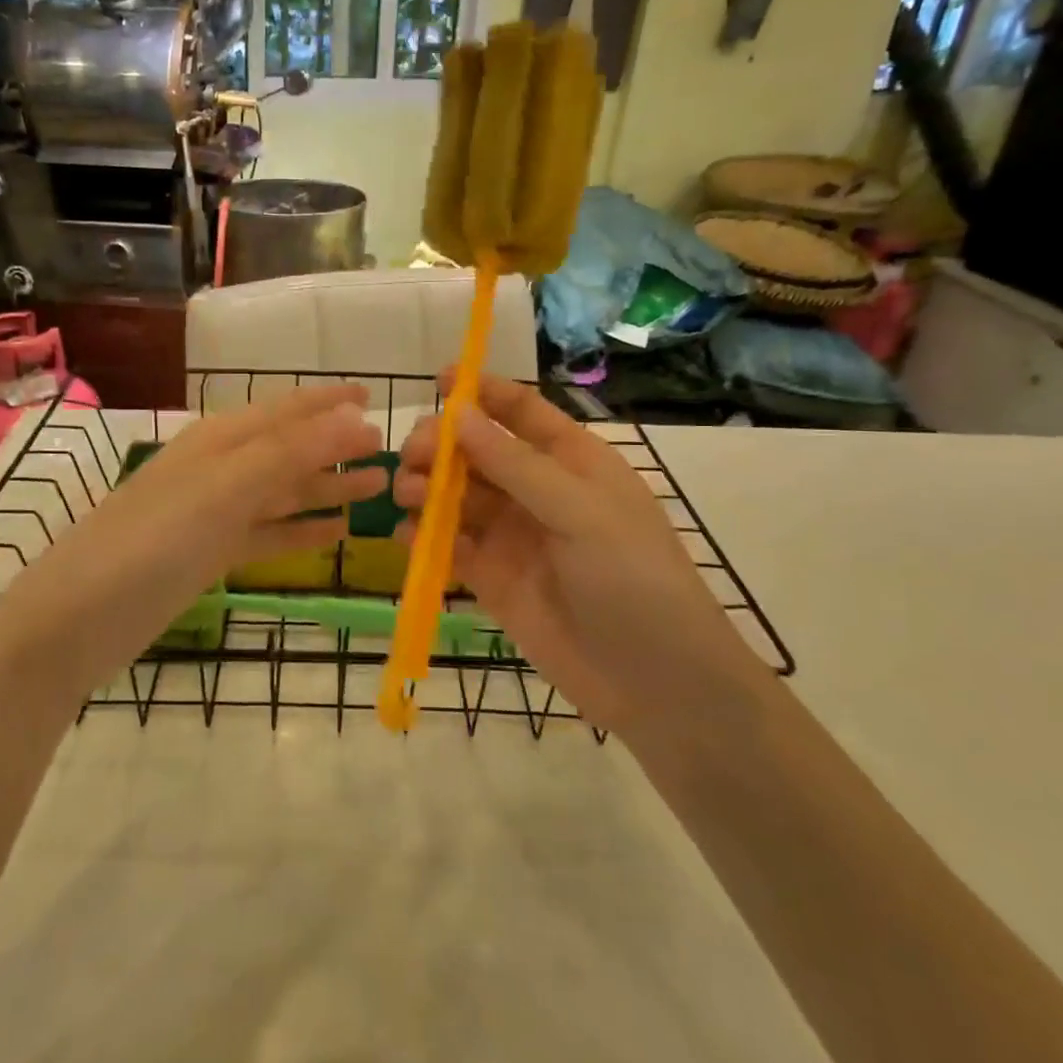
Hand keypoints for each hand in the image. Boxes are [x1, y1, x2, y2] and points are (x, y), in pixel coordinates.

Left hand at [0, 384, 385, 695]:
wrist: (75, 620)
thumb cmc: (151, 541)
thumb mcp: (224, 489)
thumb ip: (289, 453)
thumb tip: (354, 419)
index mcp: (220, 440)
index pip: (286, 409)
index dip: (328, 402)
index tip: (373, 397)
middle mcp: (220, 468)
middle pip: (290, 450)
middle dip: (336, 447)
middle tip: (387, 453)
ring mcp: (214, 513)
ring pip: (283, 492)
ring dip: (326, 488)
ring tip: (375, 490)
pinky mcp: (210, 555)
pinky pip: (269, 534)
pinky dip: (302, 531)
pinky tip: (335, 534)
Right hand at [394, 374, 766, 732]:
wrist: (655, 683)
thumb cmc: (632, 579)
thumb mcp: (580, 511)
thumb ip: (515, 463)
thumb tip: (457, 413)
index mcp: (571, 461)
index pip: (521, 411)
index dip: (482, 391)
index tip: (440, 379)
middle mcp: (536, 491)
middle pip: (477, 451)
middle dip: (442, 446)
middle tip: (415, 456)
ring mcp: (512, 535)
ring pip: (456, 496)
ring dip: (427, 488)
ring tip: (407, 495)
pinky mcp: (491, 578)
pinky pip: (450, 546)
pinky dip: (424, 537)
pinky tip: (407, 537)